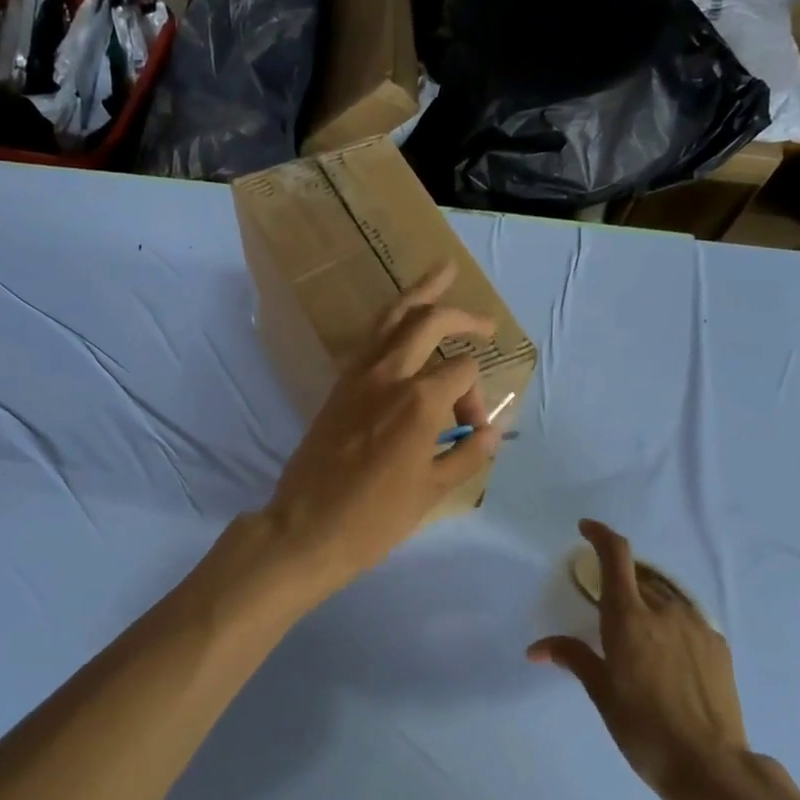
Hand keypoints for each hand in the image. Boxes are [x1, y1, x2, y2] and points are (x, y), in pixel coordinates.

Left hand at [260, 262, 499, 601]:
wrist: (307, 527)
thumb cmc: (375, 517)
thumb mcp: (433, 491)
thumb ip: (467, 455)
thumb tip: (492, 432)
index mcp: (419, 400)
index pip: (463, 374)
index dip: (477, 399)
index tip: (469, 432)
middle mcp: (389, 375)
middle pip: (429, 322)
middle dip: (462, 316)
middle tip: (486, 322)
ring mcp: (358, 376)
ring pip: (391, 318)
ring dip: (419, 294)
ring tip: (441, 272)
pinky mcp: (338, 386)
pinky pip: (369, 340)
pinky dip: (390, 323)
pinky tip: (401, 322)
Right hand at [529, 519, 747, 799]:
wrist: (712, 766)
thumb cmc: (644, 729)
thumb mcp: (602, 694)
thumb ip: (574, 658)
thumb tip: (537, 648)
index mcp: (629, 618)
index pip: (615, 556)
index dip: (600, 535)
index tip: (586, 529)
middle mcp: (664, 610)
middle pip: (639, 576)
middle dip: (620, 579)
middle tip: (606, 607)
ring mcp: (696, 625)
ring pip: (664, 596)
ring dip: (646, 600)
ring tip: (636, 633)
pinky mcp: (717, 644)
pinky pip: (686, 618)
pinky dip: (669, 621)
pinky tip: (666, 653)